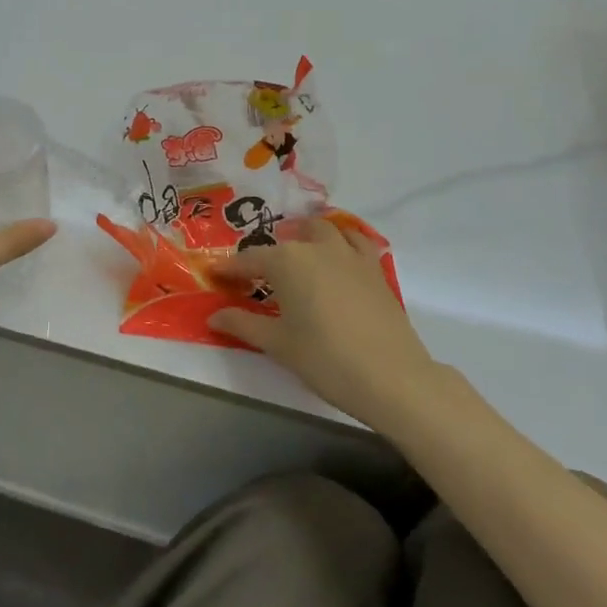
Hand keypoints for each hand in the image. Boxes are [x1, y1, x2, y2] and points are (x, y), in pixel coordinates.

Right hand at [210, 220, 443, 427]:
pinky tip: (337, 261)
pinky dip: (342, 242)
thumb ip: (243, 324)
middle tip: (260, 277)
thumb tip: (214, 315)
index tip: (216, 276)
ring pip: (325, 230)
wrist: (393, 377)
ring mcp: (350, 255)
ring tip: (299, 257)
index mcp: (287, 262)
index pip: (250, 259)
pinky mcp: (375, 269)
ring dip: (307, 236)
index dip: (230, 269)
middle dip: (270, 252)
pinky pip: (356, 242)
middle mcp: (317, 248)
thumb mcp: (278, 344)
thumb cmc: (326, 359)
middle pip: (288, 239)